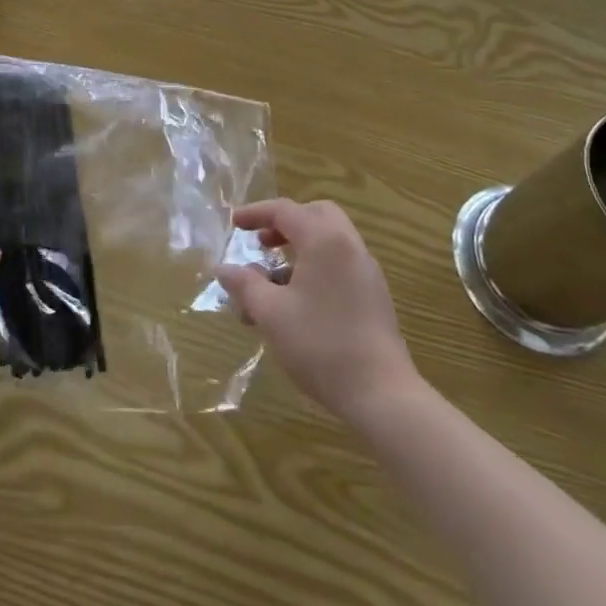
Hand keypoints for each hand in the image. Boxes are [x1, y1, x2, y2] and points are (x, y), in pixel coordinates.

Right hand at [216, 199, 415, 425]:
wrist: (382, 395)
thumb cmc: (321, 345)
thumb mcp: (271, 314)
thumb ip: (245, 285)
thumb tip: (223, 269)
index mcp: (324, 240)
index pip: (286, 211)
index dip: (256, 213)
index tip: (234, 224)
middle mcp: (349, 246)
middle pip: (315, 215)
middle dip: (285, 223)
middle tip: (262, 243)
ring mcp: (366, 272)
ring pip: (329, 242)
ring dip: (298, 250)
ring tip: (271, 284)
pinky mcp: (374, 296)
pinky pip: (340, 265)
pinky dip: (315, 268)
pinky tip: (296, 304)